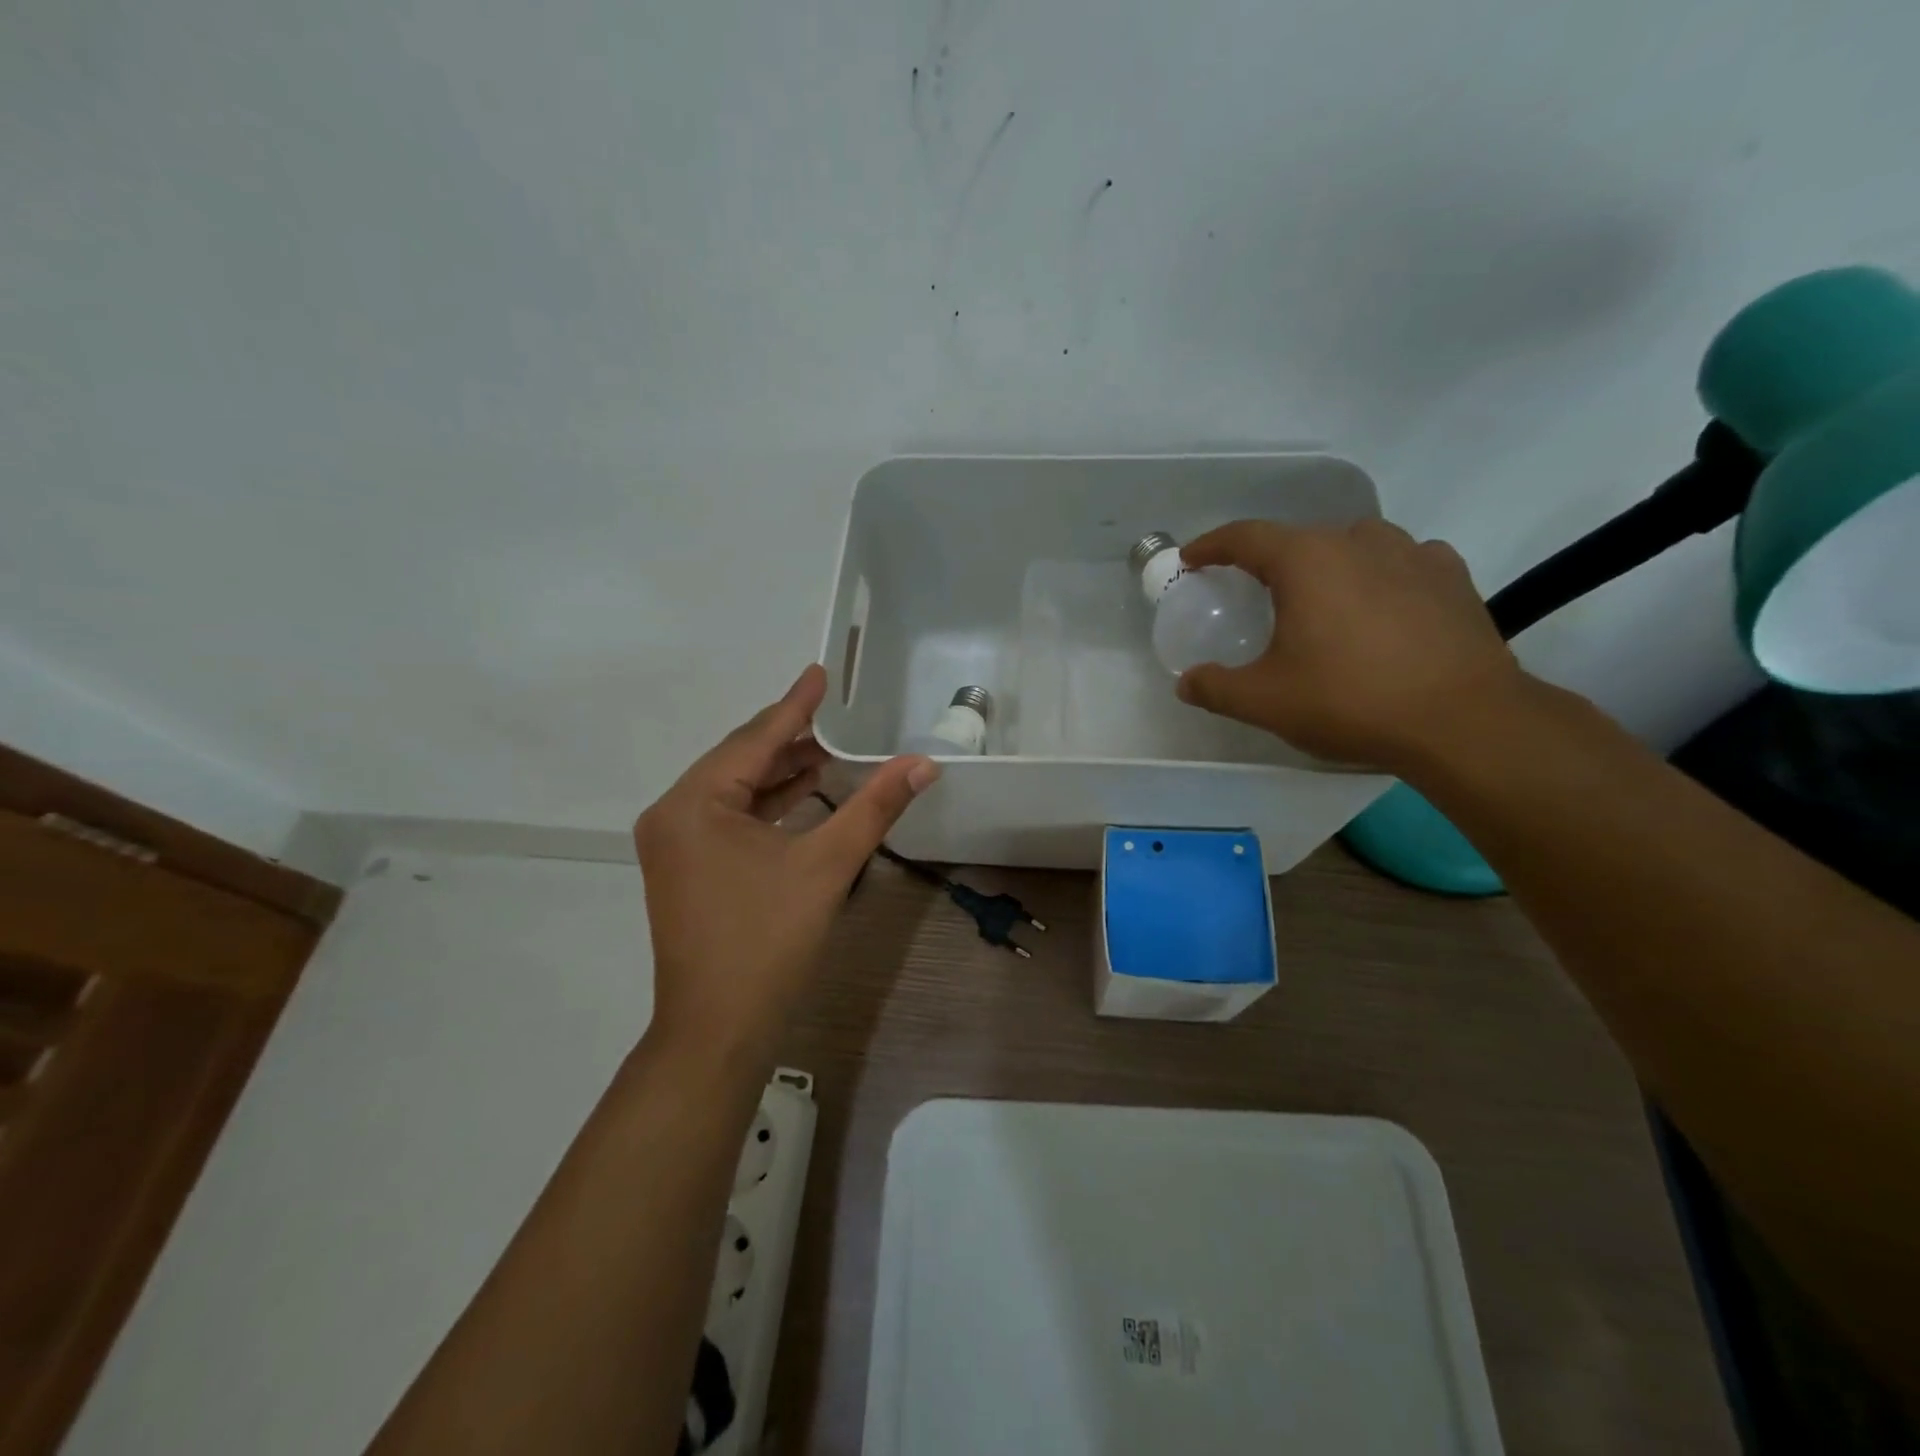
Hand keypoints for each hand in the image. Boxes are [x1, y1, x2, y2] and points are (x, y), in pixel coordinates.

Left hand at [633, 664, 937, 1060]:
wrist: (718, 1030)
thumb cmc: (768, 941)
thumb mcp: (827, 866)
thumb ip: (874, 807)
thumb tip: (922, 764)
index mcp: (694, 803)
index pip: (755, 739)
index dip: (795, 705)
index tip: (820, 672)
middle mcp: (674, 814)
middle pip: (741, 760)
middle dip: (790, 739)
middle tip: (835, 714)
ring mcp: (676, 844)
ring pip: (736, 790)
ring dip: (782, 772)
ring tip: (830, 750)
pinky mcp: (687, 869)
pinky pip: (731, 818)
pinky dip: (769, 805)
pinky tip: (805, 794)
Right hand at [1174, 519, 1523, 771]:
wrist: (1463, 721)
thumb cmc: (1350, 700)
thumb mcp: (1265, 701)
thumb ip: (1216, 687)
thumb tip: (1186, 682)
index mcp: (1307, 560)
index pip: (1245, 536)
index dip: (1211, 545)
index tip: (1192, 559)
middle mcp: (1359, 542)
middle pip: (1300, 539)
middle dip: (1271, 562)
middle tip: (1255, 593)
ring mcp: (1413, 554)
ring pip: (1355, 545)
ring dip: (1329, 565)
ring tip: (1321, 601)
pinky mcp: (1453, 577)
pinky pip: (1402, 562)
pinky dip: (1380, 576)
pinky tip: (1381, 607)